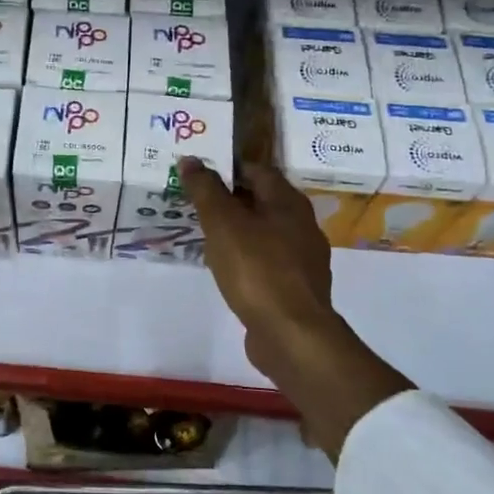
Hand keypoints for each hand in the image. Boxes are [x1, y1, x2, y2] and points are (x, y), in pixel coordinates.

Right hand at [180, 157, 411, 459]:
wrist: (291, 334)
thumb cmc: (256, 269)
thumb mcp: (223, 224)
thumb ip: (206, 190)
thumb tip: (191, 159)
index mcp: (289, 203)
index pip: (258, 170)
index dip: (228, 168)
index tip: (198, 173)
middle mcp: (302, 225)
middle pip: (262, 201)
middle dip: (230, 199)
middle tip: (195, 202)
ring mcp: (302, 259)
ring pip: (264, 233)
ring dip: (237, 230)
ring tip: (205, 234)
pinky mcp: (296, 288)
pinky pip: (266, 261)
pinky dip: (245, 257)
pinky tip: (225, 268)